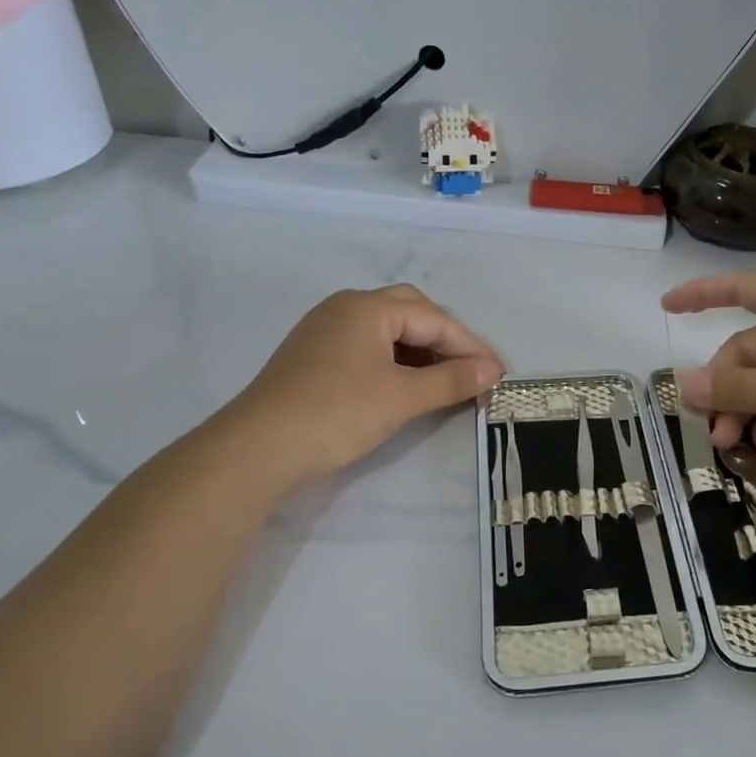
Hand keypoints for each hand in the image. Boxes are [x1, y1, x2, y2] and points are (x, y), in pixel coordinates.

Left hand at [226, 285, 503, 487]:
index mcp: (368, 307)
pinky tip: (404, 384)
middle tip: (470, 370)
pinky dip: (394, 360)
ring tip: (444, 380)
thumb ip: (451, 381)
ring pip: (387, 329)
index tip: (498, 374)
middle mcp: (345, 307)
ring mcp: (325, 329)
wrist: (257, 449)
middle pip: (411, 312)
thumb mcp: (402, 398)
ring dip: (420, 350)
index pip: (434, 319)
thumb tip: (492, 371)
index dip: (470, 346)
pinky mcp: (313, 355)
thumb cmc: (337, 414)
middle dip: (445, 340)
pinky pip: (367, 345)